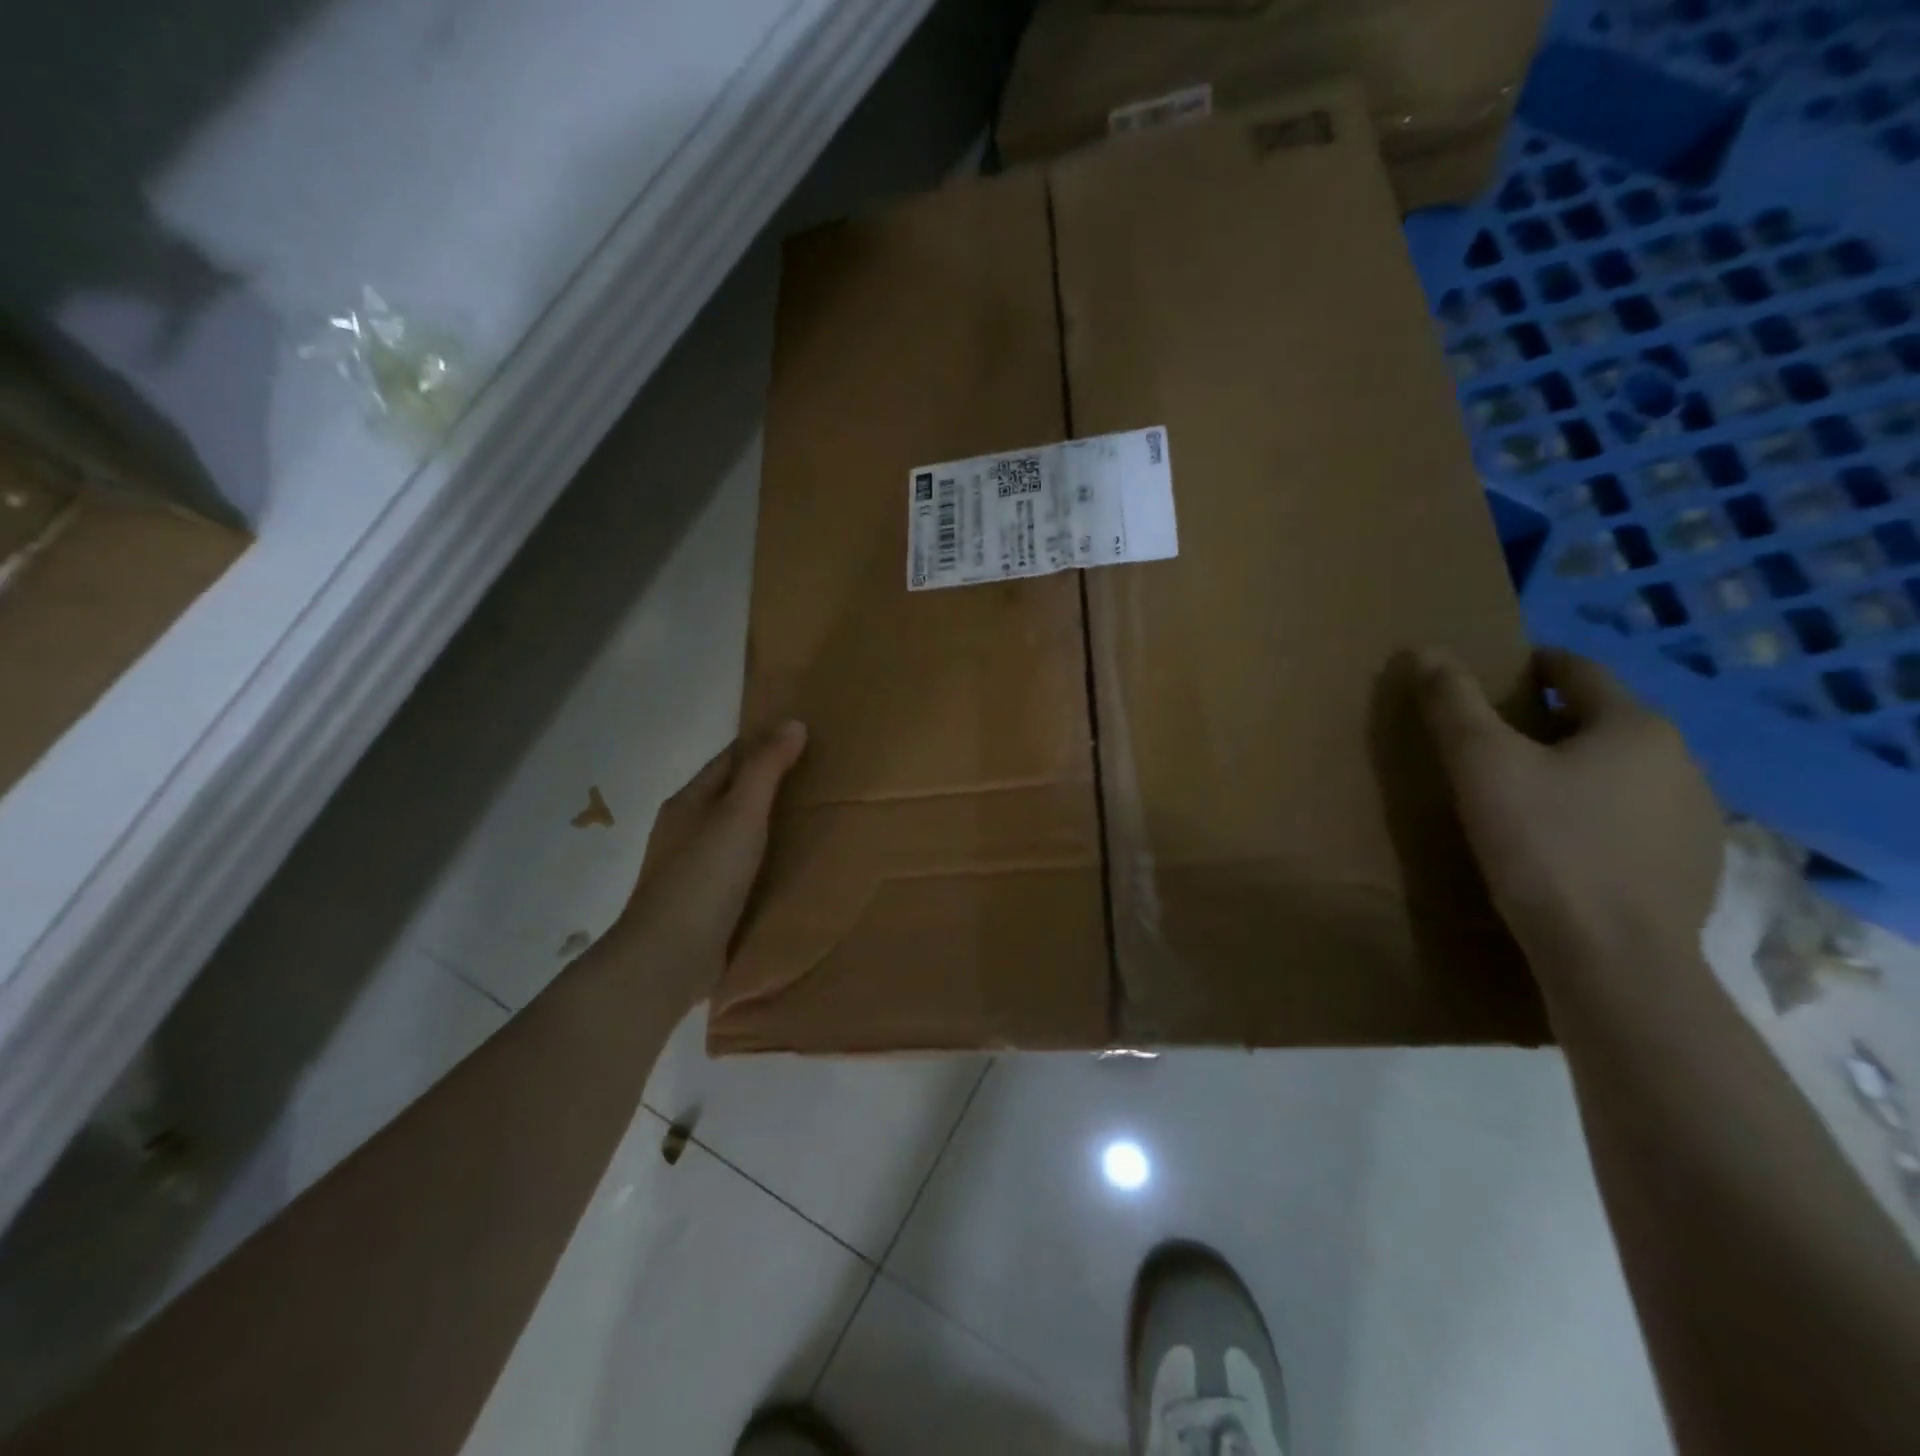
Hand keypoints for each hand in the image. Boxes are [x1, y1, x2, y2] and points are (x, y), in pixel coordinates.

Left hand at [608, 721, 806, 1001]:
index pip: (729, 758)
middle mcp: (685, 828)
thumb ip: (766, 769)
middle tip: (817, 778)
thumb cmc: (704, 877)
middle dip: (766, 783)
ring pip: (733, 831)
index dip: (762, 744)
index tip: (803, 738)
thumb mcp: (740, 814)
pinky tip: (785, 866)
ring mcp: (691, 867)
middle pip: (730, 793)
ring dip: (764, 822)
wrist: (667, 958)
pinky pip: (737, 866)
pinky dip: (761, 858)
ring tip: (810, 820)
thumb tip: (793, 722)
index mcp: (689, 801)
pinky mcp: (702, 901)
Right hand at [1415, 647, 1723, 975]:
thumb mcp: (1480, 764)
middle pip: (1602, 722)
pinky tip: (1563, 845)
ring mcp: (1697, 819)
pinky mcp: (1692, 869)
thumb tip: (1423, 649)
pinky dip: (1598, 816)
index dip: (1532, 666)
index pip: (1578, 671)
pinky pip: (1635, 820)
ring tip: (1524, 794)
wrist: (1612, 960)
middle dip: (1549, 722)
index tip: (1493, 676)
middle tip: (1492, 741)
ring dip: (1577, 770)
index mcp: (1635, 727)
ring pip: (1622, 773)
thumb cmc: (1543, 846)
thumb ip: (1451, 702)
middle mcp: (1681, 762)